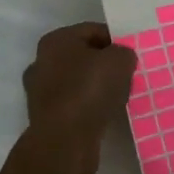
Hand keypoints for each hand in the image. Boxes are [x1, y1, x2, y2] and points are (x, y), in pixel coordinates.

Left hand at [22, 23, 137, 173]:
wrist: (64, 143)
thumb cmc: (89, 91)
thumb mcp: (119, 60)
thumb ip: (124, 53)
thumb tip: (121, 59)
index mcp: (55, 40)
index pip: (93, 31)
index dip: (116, 40)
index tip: (132, 55)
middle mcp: (42, 62)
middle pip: (83, 56)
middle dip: (105, 65)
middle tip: (127, 75)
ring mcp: (41, 92)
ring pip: (78, 82)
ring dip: (97, 88)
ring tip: (119, 97)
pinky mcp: (46, 119)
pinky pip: (74, 105)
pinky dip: (89, 108)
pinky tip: (105, 115)